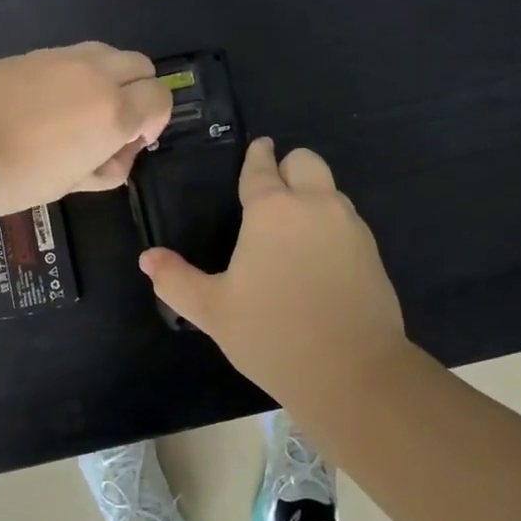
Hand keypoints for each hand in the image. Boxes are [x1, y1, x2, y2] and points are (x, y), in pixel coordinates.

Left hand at [0, 42, 173, 223]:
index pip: (160, 98)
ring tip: (77, 110)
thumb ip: (106, 167)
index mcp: (113, 110)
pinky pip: (66, 57)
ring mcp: (59, 57)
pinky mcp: (28, 53)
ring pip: (105, 53)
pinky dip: (70, 75)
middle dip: (138, 92)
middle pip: (140, 65)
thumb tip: (116, 156)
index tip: (133, 141)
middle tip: (112, 123)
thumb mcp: (71, 184)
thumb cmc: (15, 179)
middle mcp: (94, 74)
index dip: (155, 121)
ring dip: (106, 77)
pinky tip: (40, 103)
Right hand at [138, 138, 409, 405]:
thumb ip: (175, 280)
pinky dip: (330, 224)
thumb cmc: (273, 335)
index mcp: (273, 209)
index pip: (261, 168)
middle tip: (273, 191)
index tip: (258, 148)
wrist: (353, 373)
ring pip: (330, 189)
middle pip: (306, 161)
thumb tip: (147, 258)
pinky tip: (318, 258)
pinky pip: (347, 220)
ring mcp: (349, 226)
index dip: (257, 155)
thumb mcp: (213, 310)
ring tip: (293, 229)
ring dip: (312, 195)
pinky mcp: (373, 251)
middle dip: (289, 166)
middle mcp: (314, 205)